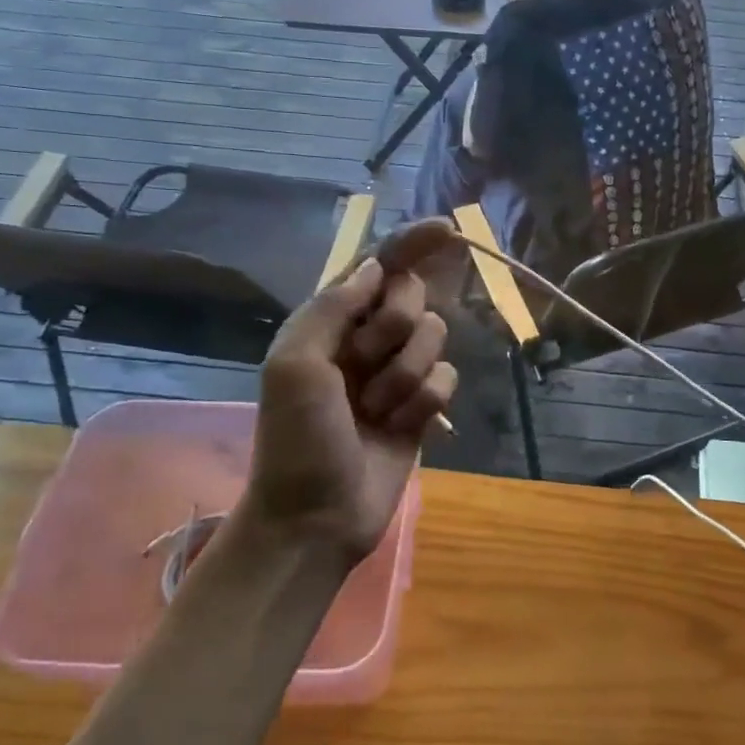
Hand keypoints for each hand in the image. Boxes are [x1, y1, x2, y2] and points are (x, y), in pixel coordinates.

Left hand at [233, 220, 459, 559]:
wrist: (317, 517)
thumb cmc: (297, 440)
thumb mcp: (297, 366)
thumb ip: (334, 307)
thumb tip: (375, 266)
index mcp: (330, 323)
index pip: (376, 268)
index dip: (410, 244)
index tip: (447, 228)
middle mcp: (365, 341)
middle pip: (413, 298)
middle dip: (396, 328)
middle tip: (365, 363)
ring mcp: (396, 374)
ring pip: (435, 339)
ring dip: (407, 375)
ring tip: (377, 411)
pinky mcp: (421, 406)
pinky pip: (447, 379)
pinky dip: (426, 402)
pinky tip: (401, 427)